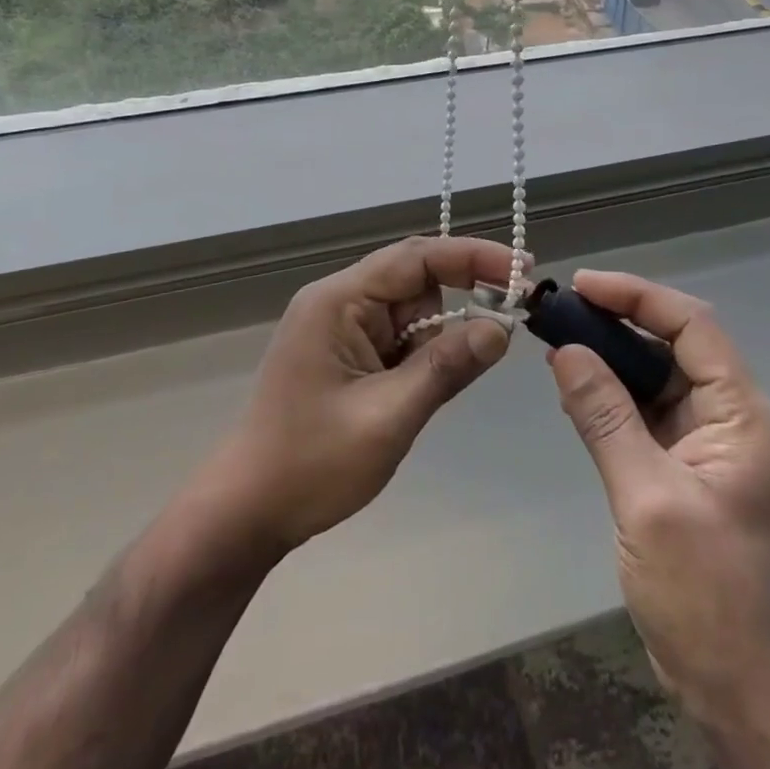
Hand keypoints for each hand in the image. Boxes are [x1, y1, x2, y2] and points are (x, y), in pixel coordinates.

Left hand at [209, 237, 515, 555]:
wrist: (247, 512)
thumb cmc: (311, 464)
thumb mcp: (388, 416)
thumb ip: (446, 367)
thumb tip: (501, 329)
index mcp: (338, 300)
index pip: (416, 257)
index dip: (473, 257)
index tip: (523, 269)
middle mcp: (338, 301)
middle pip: (415, 281)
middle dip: (458, 304)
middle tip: (503, 330)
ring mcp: (338, 327)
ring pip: (411, 313)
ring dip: (433, 343)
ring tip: (416, 397)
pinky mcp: (344, 352)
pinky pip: (396, 338)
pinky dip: (418, 359)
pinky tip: (409, 395)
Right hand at [548, 271, 769, 734]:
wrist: (741, 692)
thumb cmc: (703, 595)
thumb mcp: (645, 498)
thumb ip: (604, 416)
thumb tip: (565, 350)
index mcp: (746, 417)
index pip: (694, 326)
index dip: (638, 296)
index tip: (583, 285)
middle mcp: (738, 419)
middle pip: (678, 346)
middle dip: (619, 324)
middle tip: (560, 312)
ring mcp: (717, 445)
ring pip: (662, 378)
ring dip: (613, 360)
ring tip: (559, 343)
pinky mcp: (695, 468)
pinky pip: (653, 413)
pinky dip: (616, 398)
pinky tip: (577, 392)